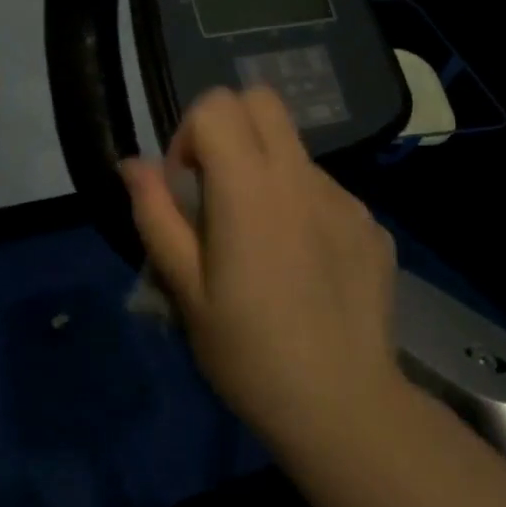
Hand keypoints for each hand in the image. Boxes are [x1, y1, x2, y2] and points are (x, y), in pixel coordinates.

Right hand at [122, 87, 402, 445]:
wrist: (342, 405)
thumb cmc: (247, 353)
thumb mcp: (185, 289)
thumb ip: (156, 216)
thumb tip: (133, 164)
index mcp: (250, 188)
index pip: (217, 105)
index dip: (189, 135)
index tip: (186, 189)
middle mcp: (302, 178)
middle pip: (262, 101)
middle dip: (229, 128)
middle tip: (217, 191)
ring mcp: (346, 199)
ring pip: (294, 151)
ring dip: (266, 174)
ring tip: (264, 246)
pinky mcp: (372, 225)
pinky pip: (326, 193)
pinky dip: (302, 208)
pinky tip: (304, 268)